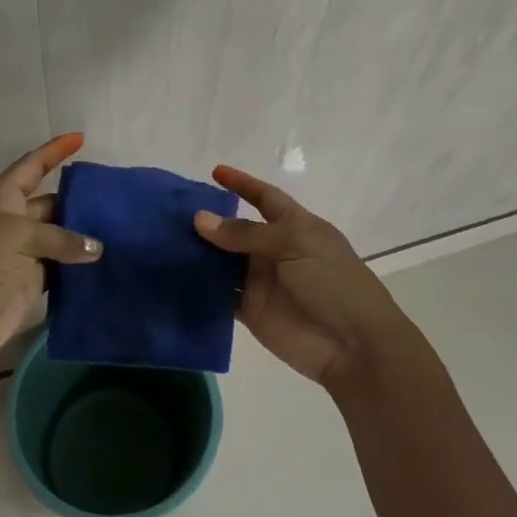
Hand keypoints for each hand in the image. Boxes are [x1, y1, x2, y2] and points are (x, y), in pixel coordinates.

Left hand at [0, 134, 102, 372]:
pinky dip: (81, 265)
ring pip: (60, 237)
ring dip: (84, 235)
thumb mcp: (18, 235)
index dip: (53, 151)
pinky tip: (108, 261)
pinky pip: (62, 267)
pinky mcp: (32, 282)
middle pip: (51, 203)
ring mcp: (22, 253)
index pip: (31, 166)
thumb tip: (96, 249)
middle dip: (78, 200)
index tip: (81, 138)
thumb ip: (61, 237)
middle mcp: (12, 222)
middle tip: (116, 198)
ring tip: (121, 228)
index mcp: (0, 198)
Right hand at [193, 165, 409, 390]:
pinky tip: (174, 276)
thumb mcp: (294, 245)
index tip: (215, 171)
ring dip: (199, 252)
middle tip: (171, 212)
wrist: (353, 345)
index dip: (243, 184)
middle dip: (210, 221)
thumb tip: (200, 219)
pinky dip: (200, 286)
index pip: (266, 198)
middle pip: (237, 230)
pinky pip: (220, 294)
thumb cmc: (332, 283)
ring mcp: (262, 281)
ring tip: (164, 240)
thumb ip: (246, 233)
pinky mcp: (251, 310)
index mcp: (296, 227)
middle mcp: (276, 250)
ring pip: (224, 261)